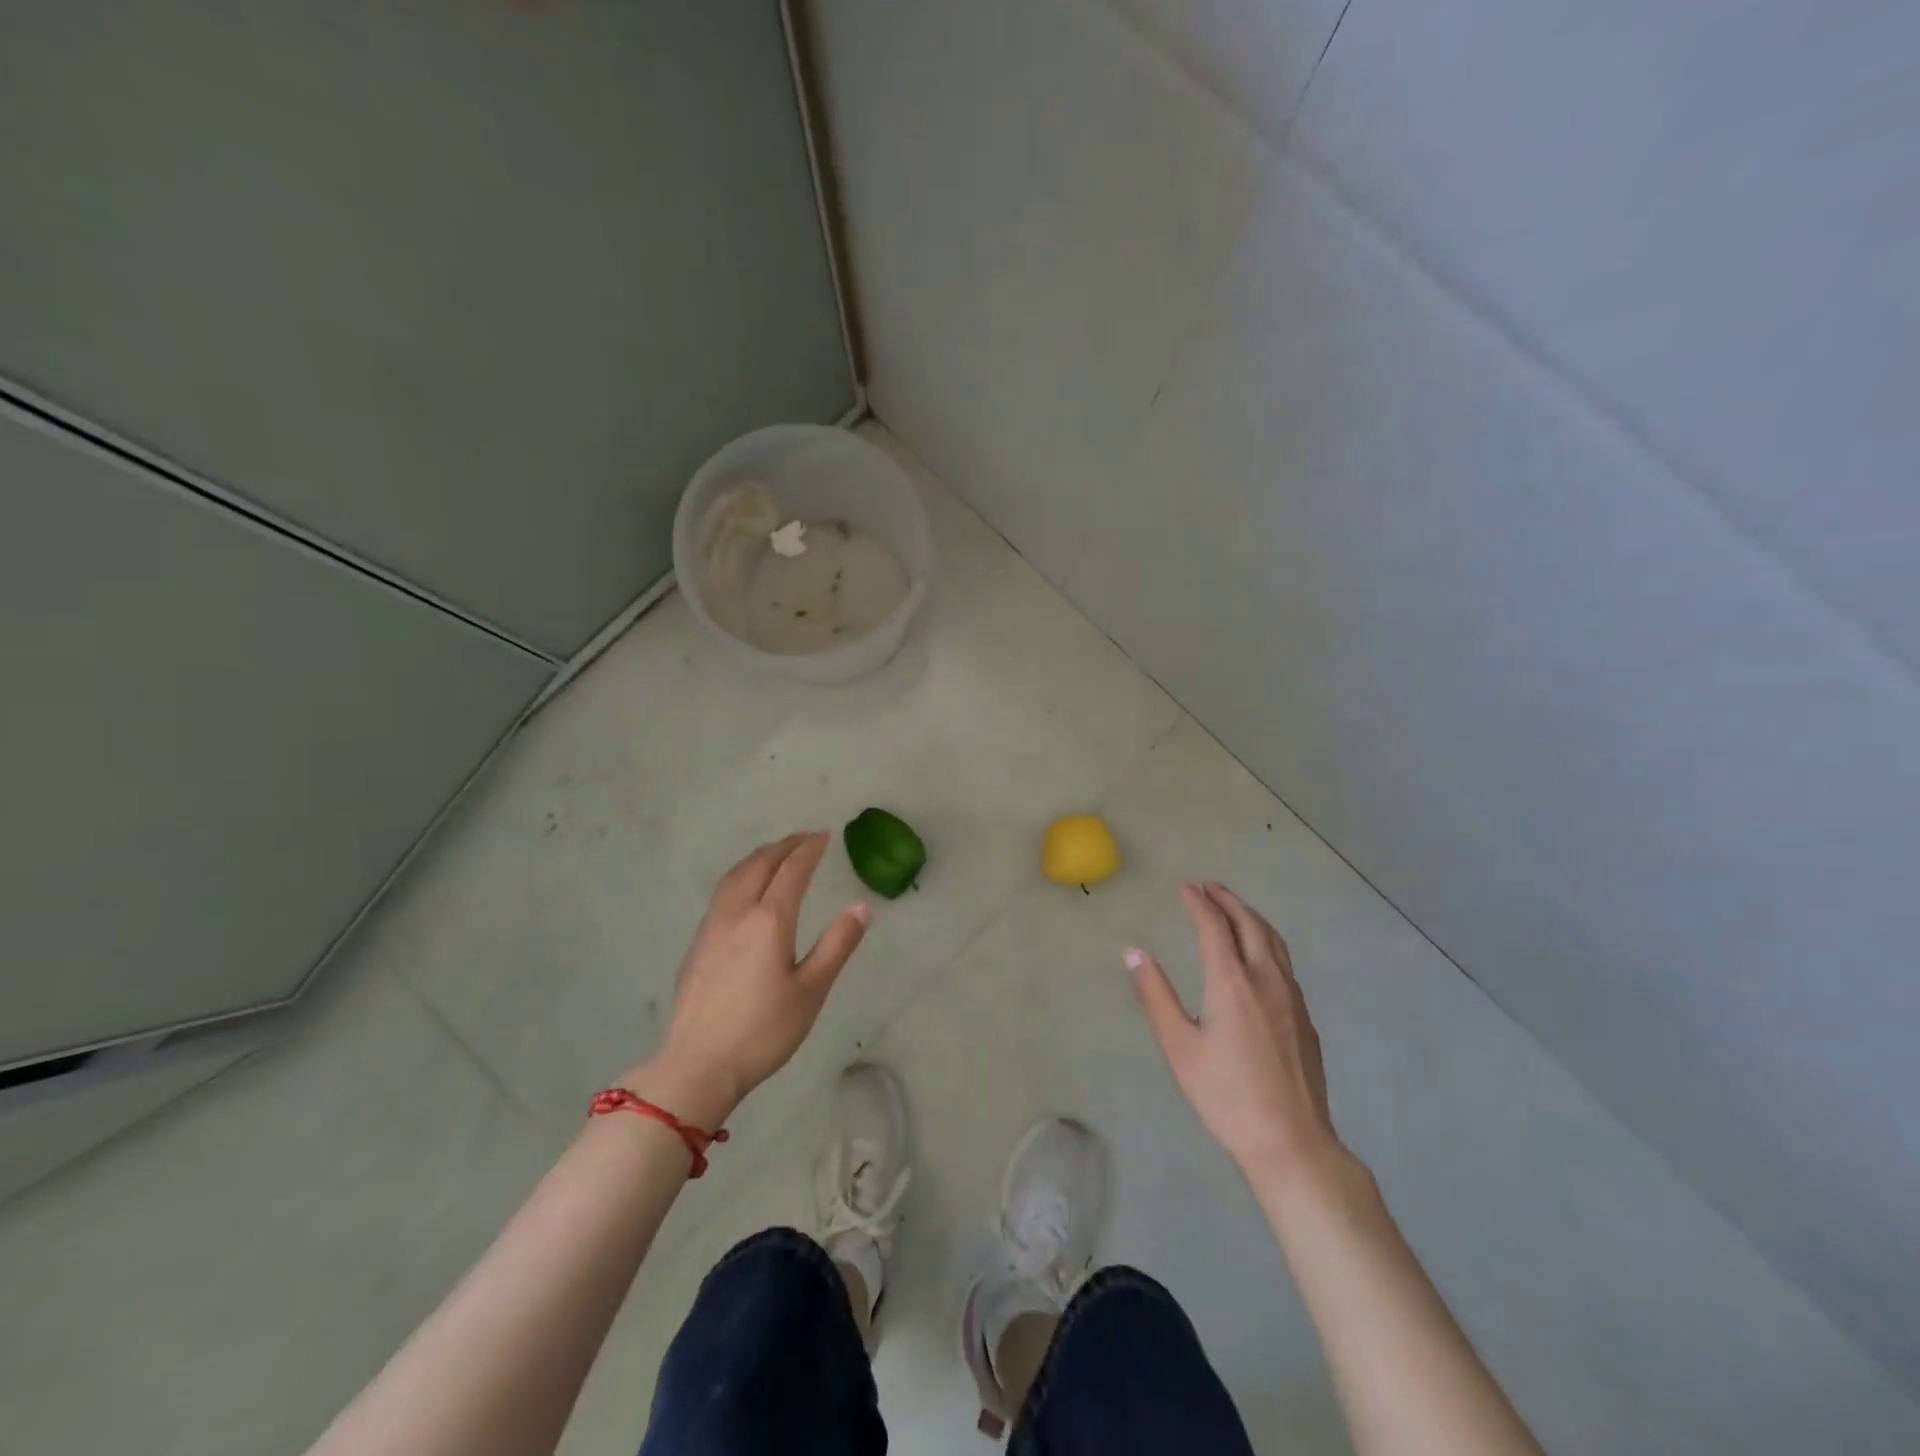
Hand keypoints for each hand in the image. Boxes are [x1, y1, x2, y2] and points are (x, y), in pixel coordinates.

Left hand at [626, 832, 868, 1123]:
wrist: (697, 1064)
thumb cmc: (763, 1030)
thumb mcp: (811, 990)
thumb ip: (837, 944)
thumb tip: (861, 907)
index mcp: (769, 921)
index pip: (792, 871)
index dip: (809, 849)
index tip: (824, 836)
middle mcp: (738, 913)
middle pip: (760, 865)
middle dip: (784, 846)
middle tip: (804, 838)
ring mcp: (712, 927)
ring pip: (736, 875)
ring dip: (759, 857)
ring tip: (776, 853)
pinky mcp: (698, 944)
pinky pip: (723, 892)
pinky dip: (741, 874)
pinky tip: (746, 889)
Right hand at [1129, 882, 1344, 1187]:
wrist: (1291, 1141)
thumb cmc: (1226, 1095)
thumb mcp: (1179, 1047)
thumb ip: (1155, 996)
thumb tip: (1133, 952)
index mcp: (1231, 982)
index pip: (1214, 927)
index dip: (1198, 902)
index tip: (1185, 887)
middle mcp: (1265, 979)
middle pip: (1250, 924)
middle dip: (1228, 900)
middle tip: (1209, 886)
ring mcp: (1291, 997)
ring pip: (1273, 941)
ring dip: (1250, 916)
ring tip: (1233, 908)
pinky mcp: (1304, 1017)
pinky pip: (1284, 962)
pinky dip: (1266, 941)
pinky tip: (1259, 955)